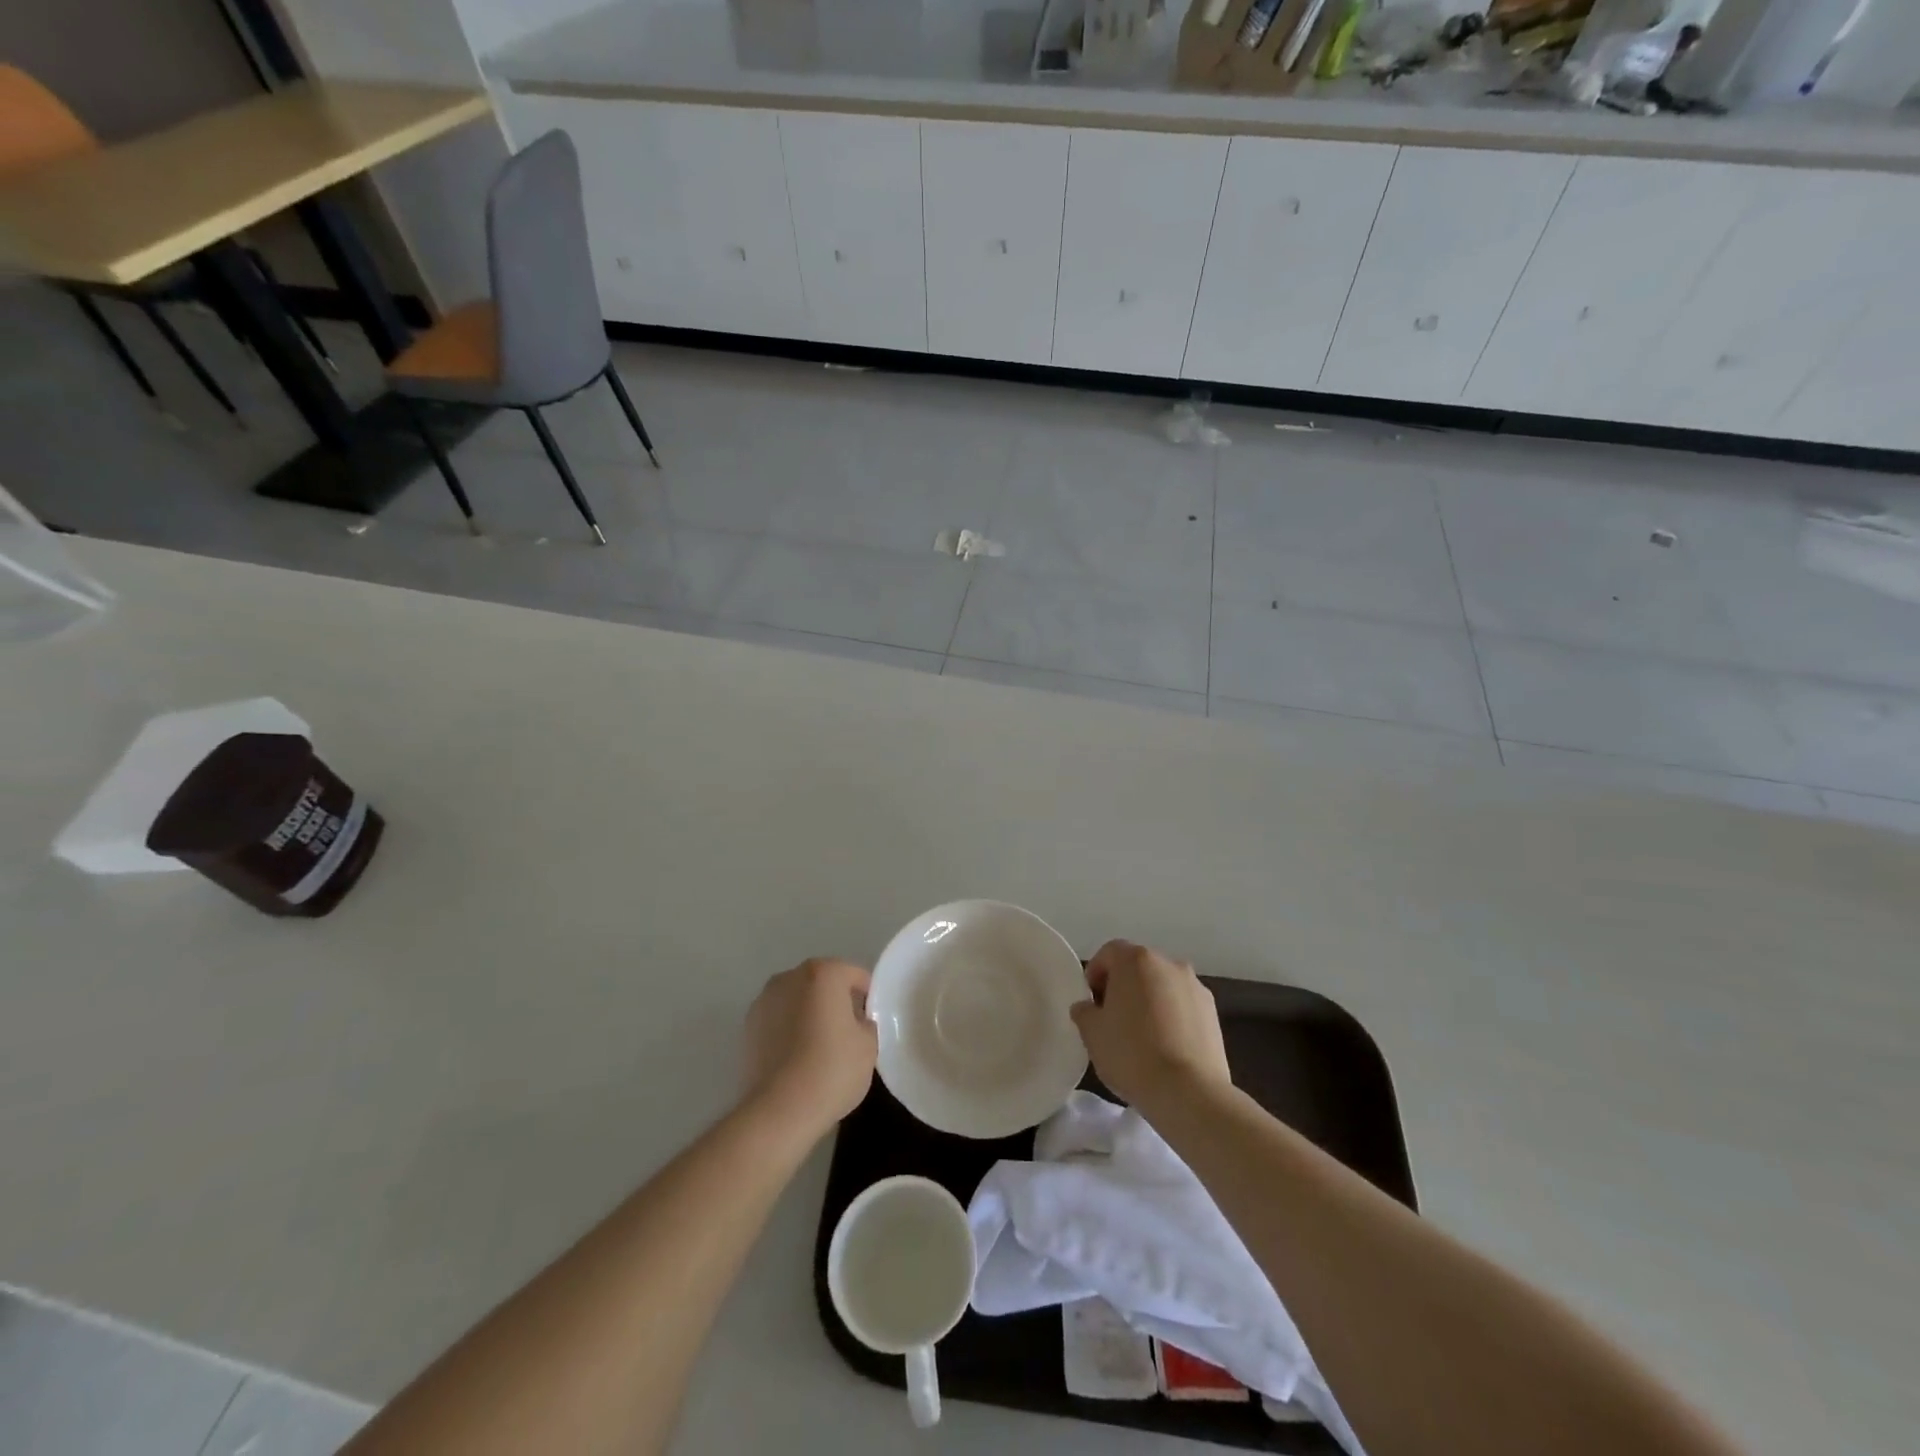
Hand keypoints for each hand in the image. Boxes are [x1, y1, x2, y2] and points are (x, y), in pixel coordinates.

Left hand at [742, 958, 877, 1140]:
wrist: (779, 1110)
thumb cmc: (832, 1070)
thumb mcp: (869, 1046)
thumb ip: (866, 1023)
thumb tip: (856, 1022)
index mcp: (824, 973)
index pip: (854, 975)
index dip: (867, 996)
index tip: (870, 1021)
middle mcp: (790, 977)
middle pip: (822, 982)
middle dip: (835, 1000)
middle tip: (848, 1032)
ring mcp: (764, 1000)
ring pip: (797, 999)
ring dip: (809, 1013)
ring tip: (819, 1046)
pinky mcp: (747, 1027)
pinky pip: (778, 1019)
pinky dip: (788, 1029)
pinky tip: (796, 1057)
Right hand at [1071, 940, 1230, 1110]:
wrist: (1189, 1092)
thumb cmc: (1132, 1054)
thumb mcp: (1092, 1034)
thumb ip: (1084, 1012)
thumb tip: (1088, 1007)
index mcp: (1136, 960)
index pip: (1109, 953)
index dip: (1096, 974)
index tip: (1092, 1003)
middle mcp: (1168, 963)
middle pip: (1138, 967)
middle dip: (1123, 987)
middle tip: (1113, 1019)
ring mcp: (1195, 986)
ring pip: (1163, 986)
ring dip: (1150, 1001)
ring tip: (1142, 1037)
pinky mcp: (1213, 1012)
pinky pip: (1183, 1006)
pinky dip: (1172, 1017)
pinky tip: (1166, 1047)